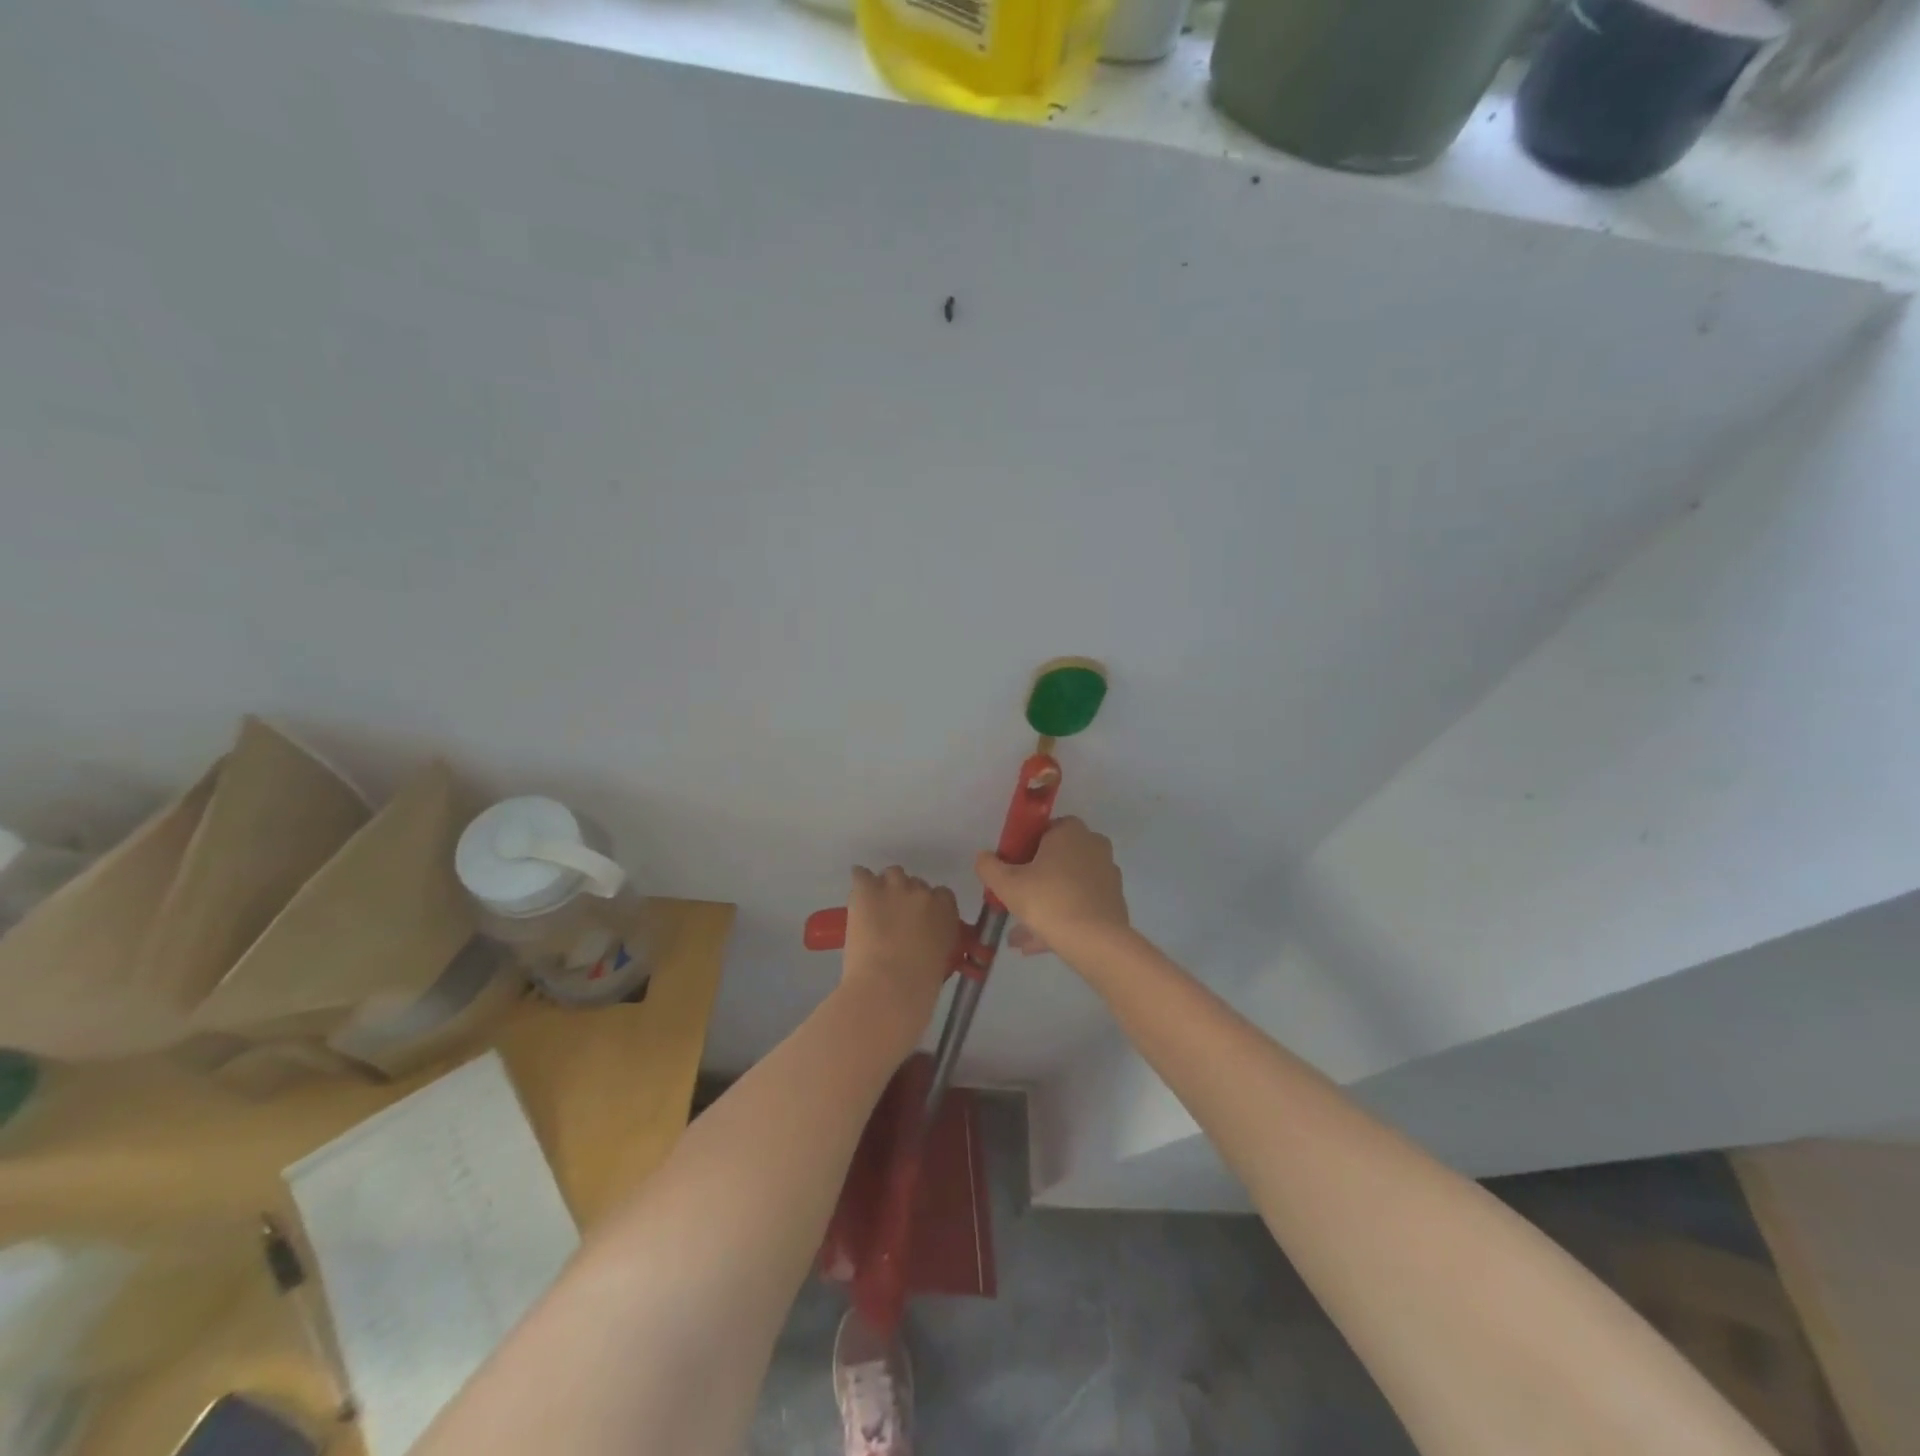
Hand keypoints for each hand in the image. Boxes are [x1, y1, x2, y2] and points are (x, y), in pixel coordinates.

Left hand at [840, 866, 958, 1038]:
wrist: (888, 988)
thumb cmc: (920, 987)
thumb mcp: (941, 961)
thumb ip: (936, 943)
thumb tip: (924, 943)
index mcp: (946, 911)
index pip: (942, 895)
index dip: (929, 906)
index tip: (921, 920)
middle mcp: (922, 892)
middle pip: (915, 883)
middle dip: (906, 898)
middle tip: (895, 920)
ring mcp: (894, 887)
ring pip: (891, 874)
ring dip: (885, 887)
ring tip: (875, 908)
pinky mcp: (867, 890)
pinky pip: (861, 874)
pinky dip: (859, 882)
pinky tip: (857, 898)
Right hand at [975, 817, 1128, 957]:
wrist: (1095, 941)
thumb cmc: (1048, 901)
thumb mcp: (1007, 884)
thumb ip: (989, 867)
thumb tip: (982, 857)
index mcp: (1070, 832)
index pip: (1044, 829)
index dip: (1025, 848)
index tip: (1012, 869)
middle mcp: (1093, 846)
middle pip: (1057, 859)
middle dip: (1034, 881)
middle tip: (1015, 901)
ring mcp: (1106, 875)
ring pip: (1067, 887)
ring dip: (1045, 905)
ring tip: (1020, 935)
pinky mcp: (1113, 902)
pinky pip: (1081, 905)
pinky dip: (1062, 918)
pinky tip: (1039, 943)